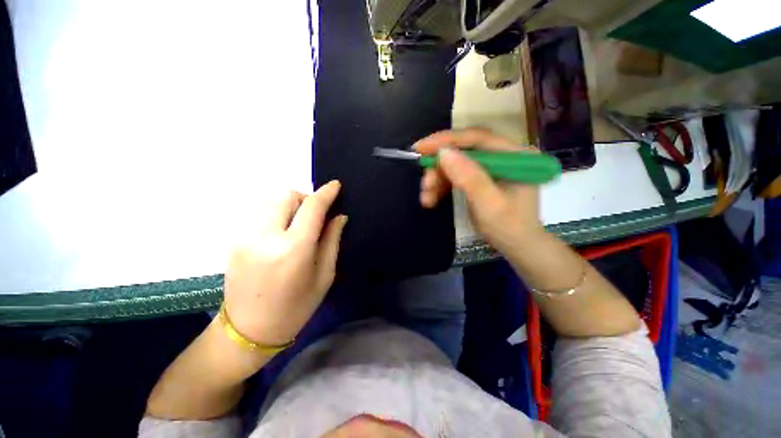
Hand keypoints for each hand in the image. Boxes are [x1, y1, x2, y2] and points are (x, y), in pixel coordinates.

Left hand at [223, 180, 346, 347]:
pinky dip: (276, 215)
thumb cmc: (296, 307)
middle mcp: (265, 237)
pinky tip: (281, 234)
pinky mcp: (235, 241)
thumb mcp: (324, 275)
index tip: (335, 185)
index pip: (312, 208)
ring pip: (270, 202)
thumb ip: (332, 241)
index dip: (326, 193)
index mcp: (293, 249)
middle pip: (286, 196)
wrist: (248, 331)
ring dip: (290, 205)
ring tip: (298, 224)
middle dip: (305, 198)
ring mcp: (245, 237)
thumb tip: (339, 216)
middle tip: (315, 215)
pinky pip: (260, 214)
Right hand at [415, 128, 544, 255]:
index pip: (477, 138)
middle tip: (425, 185)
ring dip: (437, 180)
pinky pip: (456, 177)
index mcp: (513, 155)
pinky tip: (431, 199)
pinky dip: (442, 187)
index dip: (446, 140)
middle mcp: (501, 156)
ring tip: (426, 198)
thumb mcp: (488, 203)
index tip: (420, 148)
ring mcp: (489, 169)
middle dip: (439, 168)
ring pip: (456, 165)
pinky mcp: (480, 180)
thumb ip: (468, 177)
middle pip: (463, 152)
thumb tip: (443, 152)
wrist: (517, 248)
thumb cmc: (508, 227)